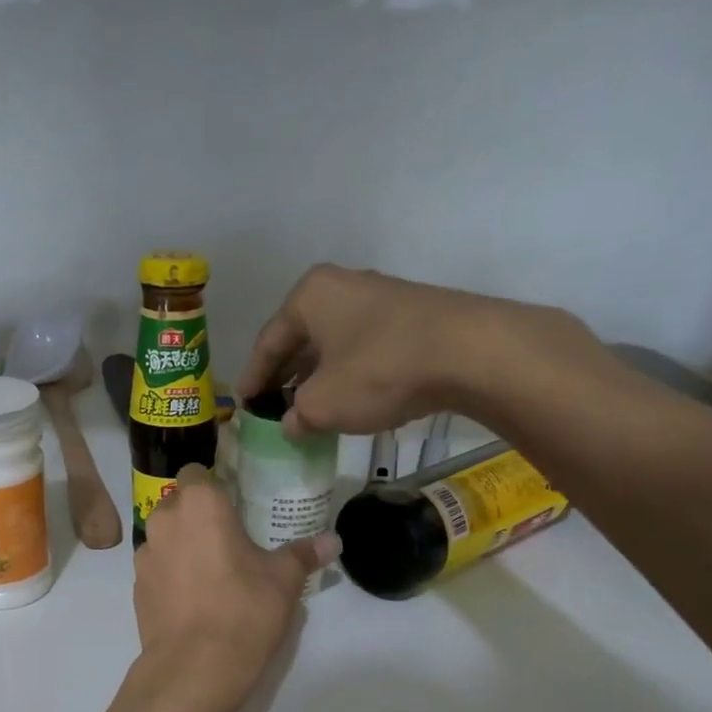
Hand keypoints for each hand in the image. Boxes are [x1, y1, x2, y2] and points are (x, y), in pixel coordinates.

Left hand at [135, 465, 338, 709]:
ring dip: (183, 546)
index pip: (197, 472)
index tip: (234, 504)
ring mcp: (145, 556)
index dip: (214, 484)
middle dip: (199, 516)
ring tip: (212, 573)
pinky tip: (194, 600)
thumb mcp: (284, 580)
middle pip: (178, 504)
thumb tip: (332, 542)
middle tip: (229, 539)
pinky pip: (157, 569)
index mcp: (199, 504)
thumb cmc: (244, 609)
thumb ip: (304, 554)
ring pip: (165, 537)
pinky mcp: (136, 588)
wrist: (194, 667)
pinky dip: (172, 576)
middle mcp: (164, 520)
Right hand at [238, 264, 612, 439]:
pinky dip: (350, 374)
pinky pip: (365, 348)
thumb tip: (291, 423)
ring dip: (320, 377)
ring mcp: (381, 298)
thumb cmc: (378, 371)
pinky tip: (352, 400)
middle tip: (275, 407)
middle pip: (302, 339)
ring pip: (335, 344)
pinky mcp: (412, 316)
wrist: (468, 353)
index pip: (268, 342)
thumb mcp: (323, 404)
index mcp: (309, 296)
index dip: (253, 378)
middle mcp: (342, 287)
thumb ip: (297, 416)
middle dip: (287, 376)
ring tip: (311, 409)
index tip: (243, 404)